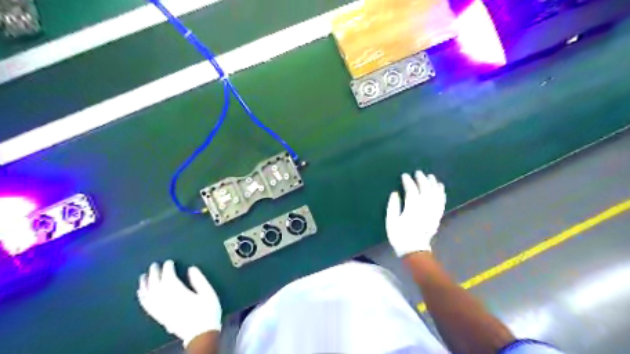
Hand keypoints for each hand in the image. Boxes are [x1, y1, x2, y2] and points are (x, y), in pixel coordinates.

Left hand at [136, 261, 220, 348]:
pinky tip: (141, 293)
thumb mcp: (208, 293)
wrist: (200, 334)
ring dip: (145, 284)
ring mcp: (160, 309)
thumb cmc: (207, 311)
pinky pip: (146, 305)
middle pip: (156, 284)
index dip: (168, 268)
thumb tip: (191, 268)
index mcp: (178, 292)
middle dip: (155, 273)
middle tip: (154, 264)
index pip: (169, 277)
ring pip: (148, 294)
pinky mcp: (159, 317)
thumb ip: (199, 279)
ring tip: (143, 275)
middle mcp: (166, 300)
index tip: (169, 261)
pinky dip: (142, 297)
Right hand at [384, 170, 447, 254]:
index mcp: (412, 209)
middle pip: (425, 190)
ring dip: (433, 184)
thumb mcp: (391, 221)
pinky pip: (441, 202)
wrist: (414, 251)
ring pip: (435, 194)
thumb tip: (395, 193)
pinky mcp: (437, 216)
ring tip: (430, 176)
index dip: (408, 181)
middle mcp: (424, 208)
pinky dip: (441, 193)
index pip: (411, 191)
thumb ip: (393, 206)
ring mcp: (432, 212)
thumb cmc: (399, 236)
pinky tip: (440, 187)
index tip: (404, 175)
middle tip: (418, 172)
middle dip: (422, 179)